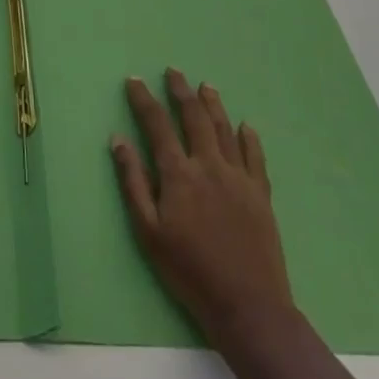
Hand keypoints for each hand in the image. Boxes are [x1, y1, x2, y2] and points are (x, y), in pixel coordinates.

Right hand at [112, 68, 293, 344]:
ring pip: (225, 129)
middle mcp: (209, 166)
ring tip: (205, 86)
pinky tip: (246, 126)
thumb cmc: (188, 270)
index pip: (157, 124)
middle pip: (194, 117)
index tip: (134, 80)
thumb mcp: (148, 231)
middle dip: (181, 91)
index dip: (144, 99)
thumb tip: (118, 139)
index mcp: (178, 174)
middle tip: (173, 72)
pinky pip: (255, 157)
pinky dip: (249, 138)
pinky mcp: (261, 195)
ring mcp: (239, 178)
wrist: (247, 306)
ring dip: (213, 104)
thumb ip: (133, 181)